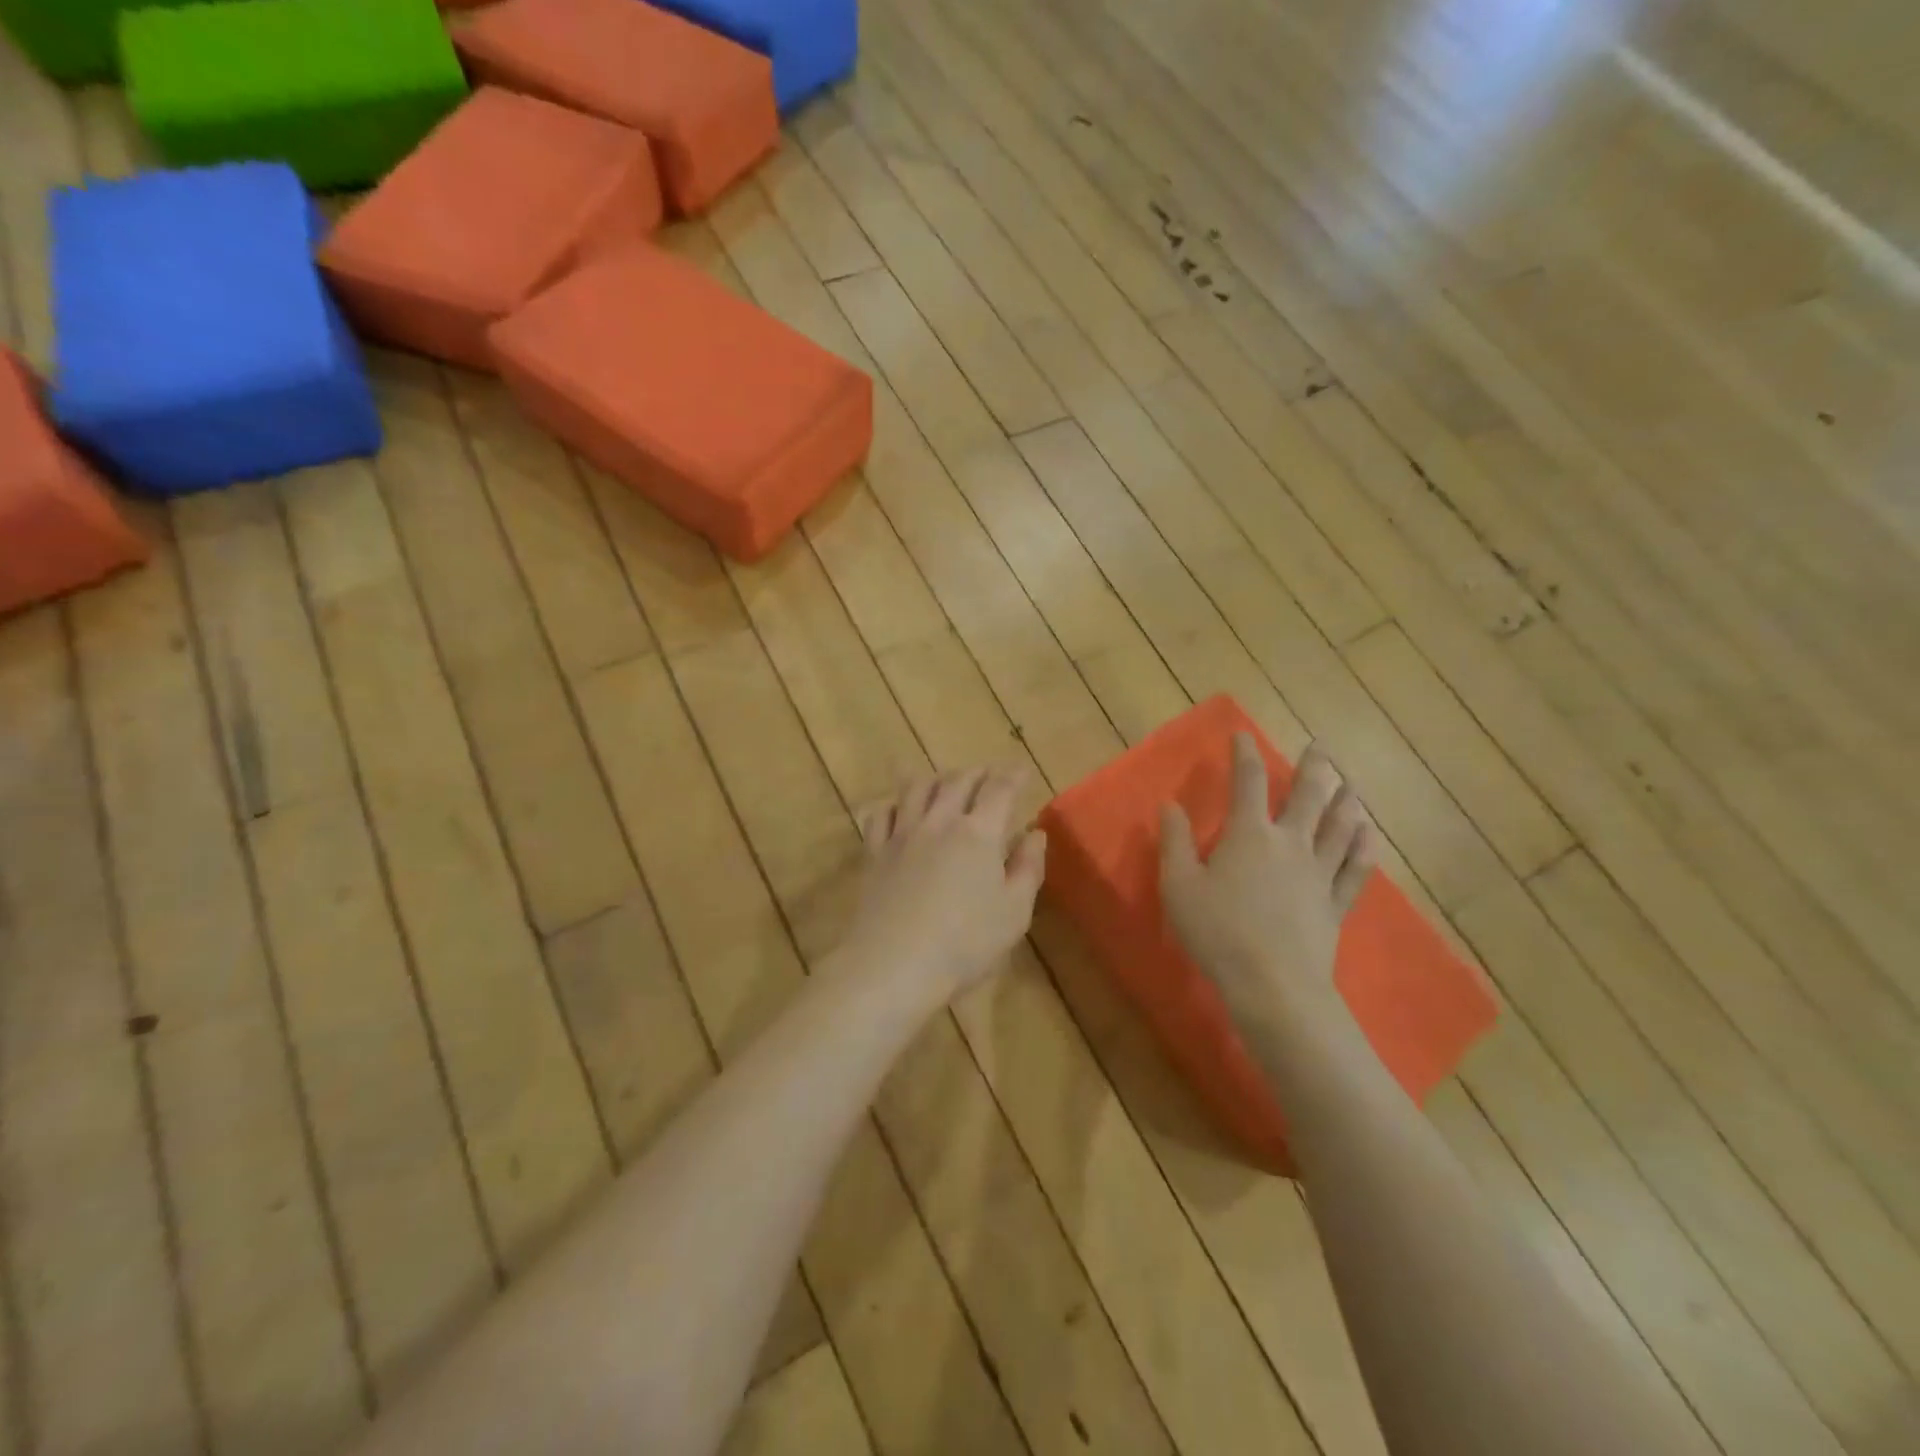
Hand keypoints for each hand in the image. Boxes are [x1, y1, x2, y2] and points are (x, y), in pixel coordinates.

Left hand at [842, 767, 1047, 1005]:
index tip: (1022, 771)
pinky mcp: (874, 852)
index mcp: (979, 833)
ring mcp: (902, 834)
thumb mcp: (1014, 912)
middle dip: (976, 773)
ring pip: (916, 788)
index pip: (1000, 789)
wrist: (893, 964)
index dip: (1013, 775)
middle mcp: (939, 822)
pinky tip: (897, 809)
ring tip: (944, 782)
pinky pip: (880, 814)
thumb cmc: (964, 944)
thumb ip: (1028, 868)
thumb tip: (1035, 833)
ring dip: (935, 779)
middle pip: (957, 781)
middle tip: (987, 775)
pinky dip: (893, 804)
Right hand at [1159, 735, 1376, 1031]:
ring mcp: (1318, 874)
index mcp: (1249, 835)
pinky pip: (1355, 870)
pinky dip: (1363, 848)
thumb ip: (1175, 841)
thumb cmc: (1218, 932)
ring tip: (1352, 783)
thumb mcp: (1179, 885)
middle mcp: (1290, 844)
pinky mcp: (1334, 904)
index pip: (1248, 782)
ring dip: (1345, 801)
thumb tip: (1170, 804)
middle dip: (1314, 768)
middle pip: (1307, 797)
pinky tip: (1369, 836)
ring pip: (1339, 828)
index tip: (1243, 734)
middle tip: (1322, 746)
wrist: (1273, 986)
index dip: (1245, 754)